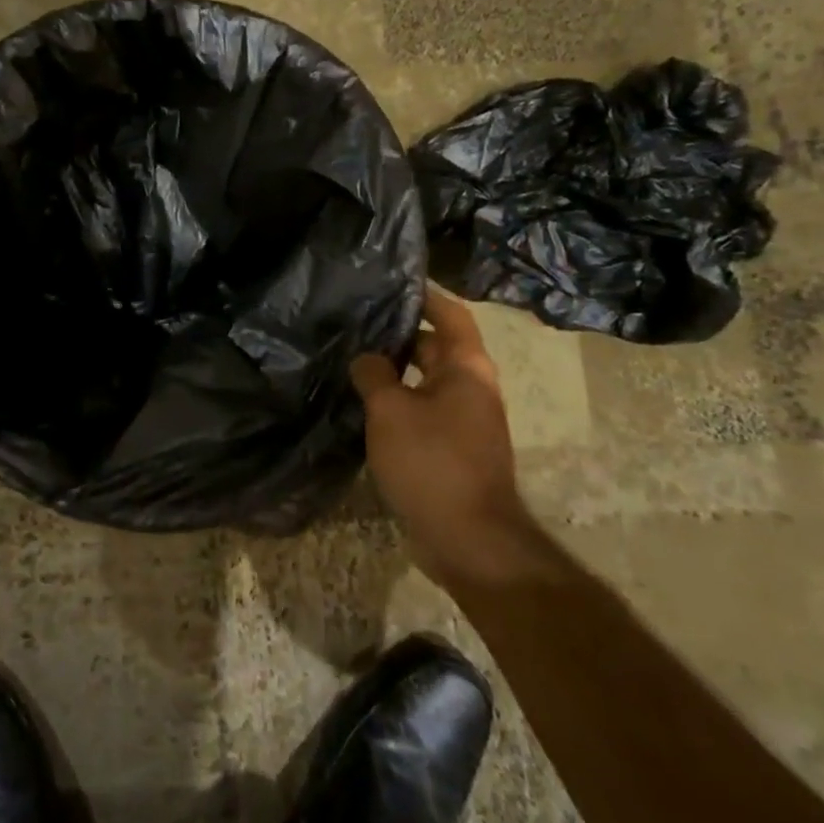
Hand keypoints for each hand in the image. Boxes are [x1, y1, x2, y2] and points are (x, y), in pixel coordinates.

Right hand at [350, 286, 540, 588]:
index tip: (393, 281)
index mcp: (467, 369)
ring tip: (351, 358)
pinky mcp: (452, 449)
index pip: (450, 315)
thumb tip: (367, 358)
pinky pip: (422, 410)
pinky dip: (397, 400)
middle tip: (356, 322)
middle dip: (399, 333)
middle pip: (436, 346)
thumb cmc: (432, 462)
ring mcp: (464, 421)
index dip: (425, 295)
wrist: (469, 540)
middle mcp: (472, 388)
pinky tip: (364, 403)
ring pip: (425, 380)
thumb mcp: (391, 410)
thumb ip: (374, 374)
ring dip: (394, 370)